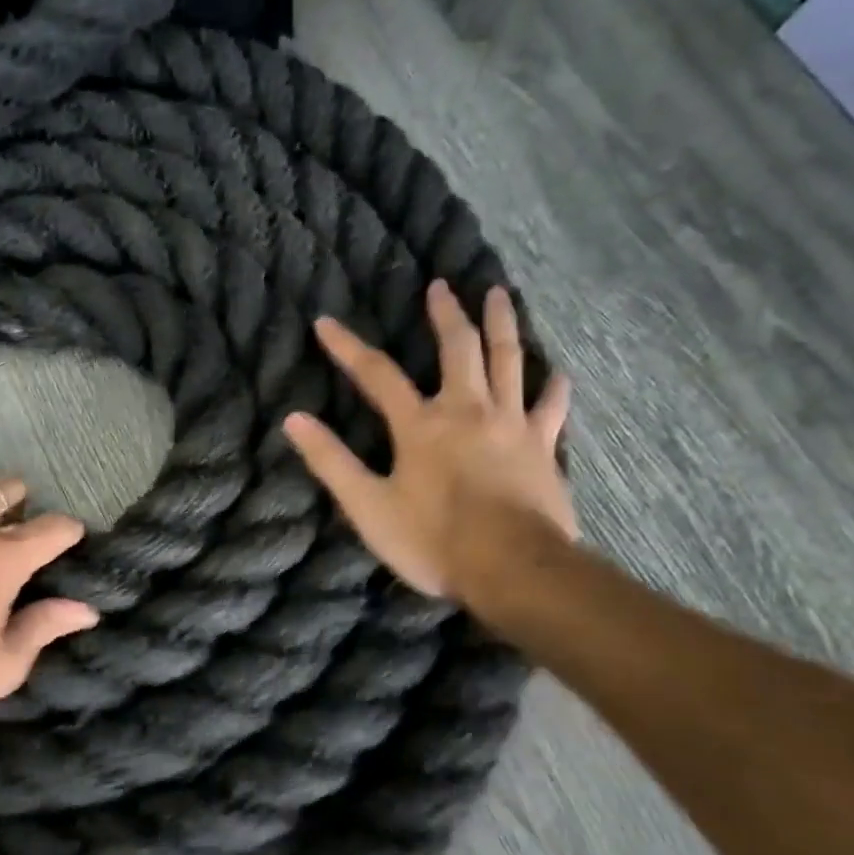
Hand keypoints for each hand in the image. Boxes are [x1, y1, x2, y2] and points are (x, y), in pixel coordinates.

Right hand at [284, 283, 574, 600]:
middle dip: (446, 315)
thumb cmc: (433, 540)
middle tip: (442, 285)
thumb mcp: (368, 505)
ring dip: (502, 325)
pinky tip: (560, 373)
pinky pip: (551, 409)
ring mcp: (511, 425)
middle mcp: (467, 411)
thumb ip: (331, 461)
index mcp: (420, 425)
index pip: (376, 374)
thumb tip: (293, 420)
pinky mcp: (542, 448)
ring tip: (499, 295)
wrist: (513, 569)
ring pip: (509, 362)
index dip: (347, 347)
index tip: (326, 322)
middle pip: (458, 349)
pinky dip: (554, 389)